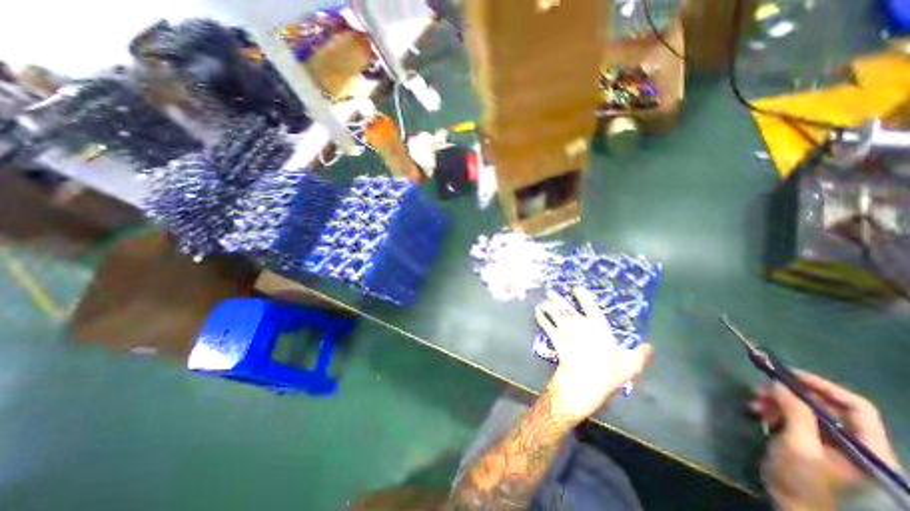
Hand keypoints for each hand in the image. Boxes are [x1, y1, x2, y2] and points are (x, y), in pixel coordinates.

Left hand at [535, 288, 653, 422]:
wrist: (583, 380)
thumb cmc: (607, 371)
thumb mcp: (630, 364)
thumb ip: (640, 353)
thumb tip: (650, 346)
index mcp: (598, 324)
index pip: (589, 303)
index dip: (582, 294)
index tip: (576, 288)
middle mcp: (579, 322)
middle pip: (565, 304)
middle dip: (557, 296)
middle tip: (550, 290)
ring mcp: (565, 328)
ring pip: (554, 311)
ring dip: (547, 303)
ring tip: (543, 299)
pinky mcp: (555, 337)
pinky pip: (546, 323)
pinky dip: (541, 316)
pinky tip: (538, 311)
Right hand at [746, 370, 901, 509]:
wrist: (792, 505)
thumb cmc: (803, 480)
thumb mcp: (798, 445)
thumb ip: (795, 413)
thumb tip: (780, 383)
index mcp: (868, 447)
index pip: (856, 407)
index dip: (822, 386)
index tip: (788, 373)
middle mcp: (854, 442)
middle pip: (825, 406)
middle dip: (789, 394)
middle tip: (761, 388)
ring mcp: (832, 443)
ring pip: (805, 409)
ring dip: (777, 401)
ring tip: (755, 403)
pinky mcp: (811, 442)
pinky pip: (794, 417)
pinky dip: (774, 410)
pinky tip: (758, 411)